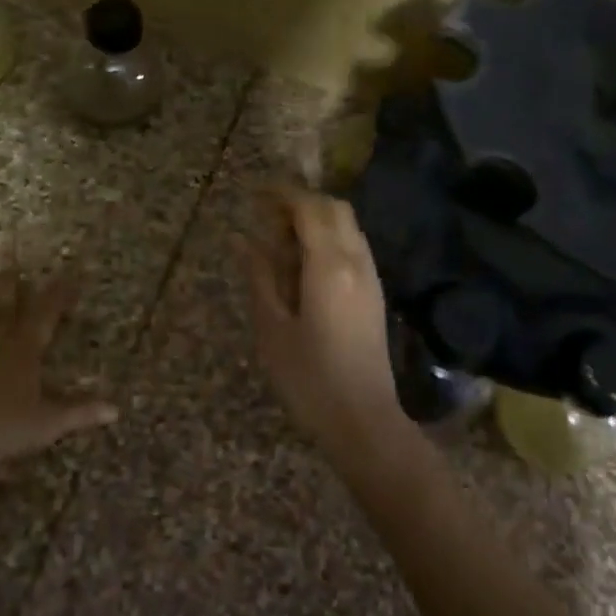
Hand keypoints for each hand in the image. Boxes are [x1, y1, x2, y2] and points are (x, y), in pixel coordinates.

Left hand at [0, 263, 116, 478]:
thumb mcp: (50, 423)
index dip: (58, 294)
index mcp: (23, 351)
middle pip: (2, 308)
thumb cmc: (5, 429)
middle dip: (8, 282)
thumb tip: (116, 409)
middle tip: (7, 254)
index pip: (45, 315)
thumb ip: (82, 412)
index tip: (68, 273)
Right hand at [239, 185, 405, 459]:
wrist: (364, 421)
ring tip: (280, 242)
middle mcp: (356, 261)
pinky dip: (329, 240)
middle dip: (302, 202)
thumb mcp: (272, 328)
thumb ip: (259, 276)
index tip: (254, 194)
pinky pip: (353, 248)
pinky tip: (303, 267)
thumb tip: (240, 238)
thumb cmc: (309, 379)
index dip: (281, 194)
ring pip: (348, 227)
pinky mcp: (374, 294)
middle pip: (335, 208)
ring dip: (317, 221)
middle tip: (266, 217)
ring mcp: (370, 277)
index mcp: (329, 265)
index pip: (309, 208)